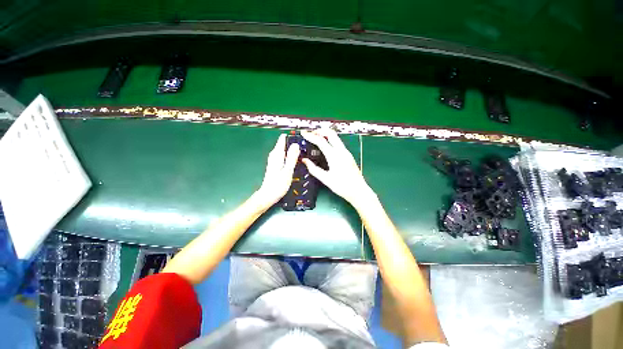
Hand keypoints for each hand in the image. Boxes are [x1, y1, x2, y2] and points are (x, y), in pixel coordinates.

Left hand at [255, 134, 299, 207]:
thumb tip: (296, 144)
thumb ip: (292, 157)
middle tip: (306, 146)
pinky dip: (290, 156)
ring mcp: (275, 159)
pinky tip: (297, 160)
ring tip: (303, 152)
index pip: (283, 138)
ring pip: (285, 150)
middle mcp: (274, 155)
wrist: (268, 195)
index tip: (302, 137)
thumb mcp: (287, 171)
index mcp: (277, 154)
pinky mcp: (276, 164)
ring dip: (293, 150)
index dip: (292, 136)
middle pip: (285, 143)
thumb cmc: (278, 185)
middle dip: (294, 143)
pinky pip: (284, 156)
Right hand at [301, 129, 375, 207]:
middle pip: (331, 133)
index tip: (303, 133)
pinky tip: (325, 146)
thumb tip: (304, 160)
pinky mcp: (348, 155)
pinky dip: (330, 140)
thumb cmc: (342, 186)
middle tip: (311, 133)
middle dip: (320, 131)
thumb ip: (314, 169)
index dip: (311, 136)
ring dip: (325, 135)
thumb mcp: (326, 179)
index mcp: (334, 156)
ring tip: (316, 138)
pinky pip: (338, 143)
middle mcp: (341, 151)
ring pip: (335, 137)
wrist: (359, 191)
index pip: (321, 141)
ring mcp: (346, 152)